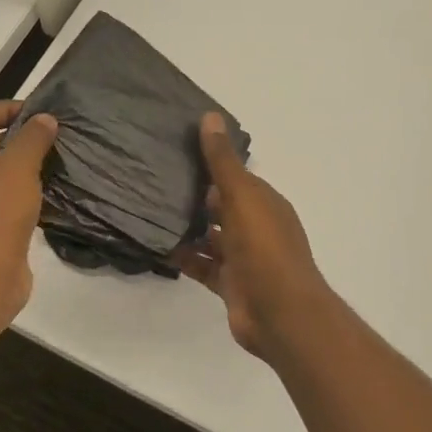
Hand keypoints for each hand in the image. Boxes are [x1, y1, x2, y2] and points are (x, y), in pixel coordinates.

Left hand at [0, 102, 58, 322]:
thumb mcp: (19, 165)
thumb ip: (33, 137)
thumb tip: (44, 119)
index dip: (5, 108)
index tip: (37, 114)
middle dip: (18, 139)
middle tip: (52, 138)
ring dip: (23, 169)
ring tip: (56, 165)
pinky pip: (3, 202)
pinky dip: (23, 196)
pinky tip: (49, 198)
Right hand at [178, 113, 334, 358]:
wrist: (280, 314)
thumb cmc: (264, 248)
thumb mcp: (242, 196)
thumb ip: (222, 161)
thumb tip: (210, 116)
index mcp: (265, 203)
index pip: (236, 177)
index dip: (211, 164)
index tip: (177, 151)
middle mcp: (257, 227)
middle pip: (222, 206)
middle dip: (194, 195)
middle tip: (154, 180)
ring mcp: (244, 258)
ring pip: (211, 236)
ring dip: (188, 227)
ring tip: (151, 211)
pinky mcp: (230, 284)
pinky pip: (203, 265)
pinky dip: (185, 257)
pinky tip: (159, 247)